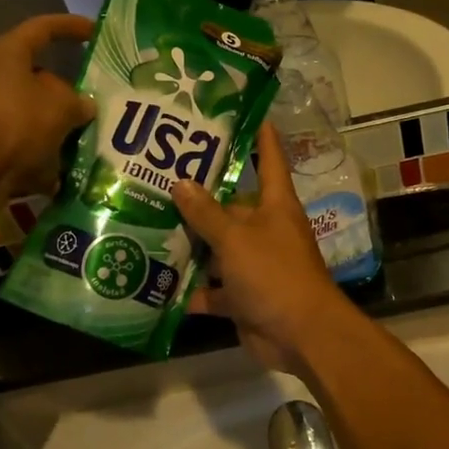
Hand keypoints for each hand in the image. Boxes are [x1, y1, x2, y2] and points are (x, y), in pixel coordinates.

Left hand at [0, 14, 95, 208]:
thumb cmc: (16, 119)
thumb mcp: (61, 105)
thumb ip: (79, 102)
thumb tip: (85, 106)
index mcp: (9, 54)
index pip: (43, 29)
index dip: (71, 27)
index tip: (96, 32)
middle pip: (42, 81)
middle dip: (72, 94)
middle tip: (102, 103)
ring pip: (38, 118)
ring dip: (63, 131)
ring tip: (94, 140)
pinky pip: (29, 149)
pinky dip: (48, 161)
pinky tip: (72, 172)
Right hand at [172, 124, 351, 369]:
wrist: (301, 336)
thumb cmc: (274, 274)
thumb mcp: (236, 239)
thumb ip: (207, 214)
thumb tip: (181, 183)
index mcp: (275, 205)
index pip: (269, 160)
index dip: (261, 136)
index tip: (246, 113)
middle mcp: (266, 230)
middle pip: (231, 206)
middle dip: (199, 198)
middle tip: (158, 177)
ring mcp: (254, 265)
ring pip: (217, 248)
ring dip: (190, 244)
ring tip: (146, 223)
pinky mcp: (243, 297)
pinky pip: (212, 288)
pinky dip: (191, 289)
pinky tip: (156, 280)